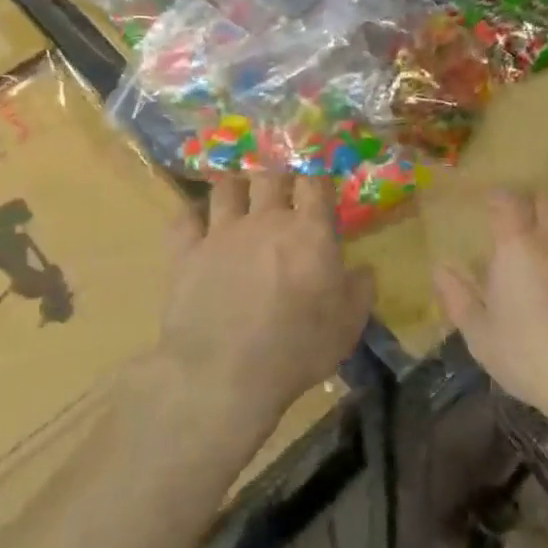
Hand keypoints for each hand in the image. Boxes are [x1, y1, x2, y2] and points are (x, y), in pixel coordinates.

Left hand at [163, 175, 373, 419]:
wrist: (225, 373)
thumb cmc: (297, 348)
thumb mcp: (348, 325)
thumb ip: (360, 290)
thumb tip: (362, 270)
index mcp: (309, 232)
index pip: (315, 183)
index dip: (317, 177)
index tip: (319, 183)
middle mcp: (266, 220)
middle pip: (270, 175)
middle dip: (277, 174)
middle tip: (280, 185)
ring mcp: (222, 233)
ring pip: (226, 187)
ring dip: (236, 185)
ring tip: (240, 192)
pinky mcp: (186, 253)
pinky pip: (184, 218)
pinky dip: (192, 214)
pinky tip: (197, 219)